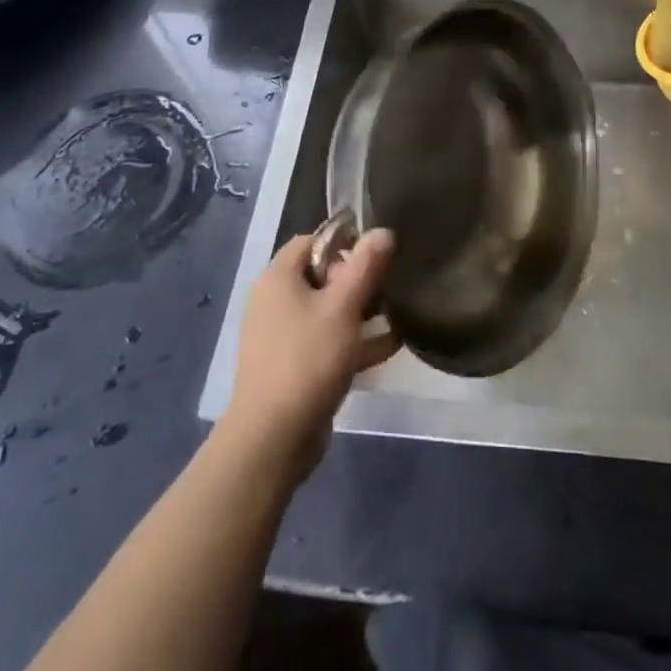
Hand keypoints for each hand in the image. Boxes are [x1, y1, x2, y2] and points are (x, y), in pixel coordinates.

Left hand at [223, 229, 399, 480]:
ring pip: (328, 311)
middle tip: (388, 286)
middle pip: (322, 276)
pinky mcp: (294, 368)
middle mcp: (275, 302)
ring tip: (398, 311)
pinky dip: (355, 341)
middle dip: (358, 279)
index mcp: (278, 278)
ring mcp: (283, 338)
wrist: (272, 439)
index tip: (374, 255)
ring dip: (361, 311)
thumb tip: (383, 231)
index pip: (312, 242)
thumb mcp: (343, 307)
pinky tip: (393, 344)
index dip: (344, 243)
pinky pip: (328, 343)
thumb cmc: (307, 359)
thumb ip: (365, 266)